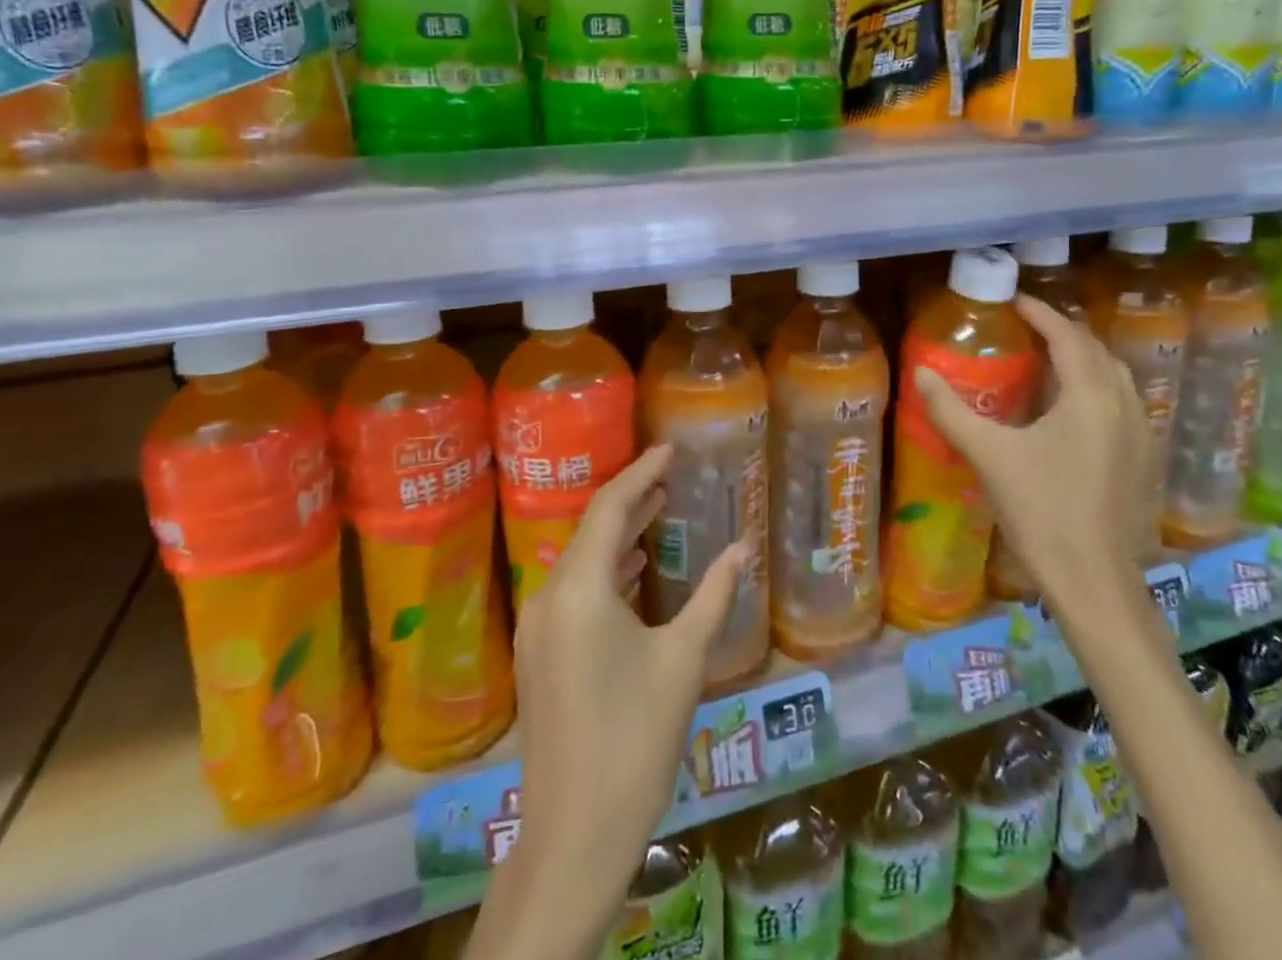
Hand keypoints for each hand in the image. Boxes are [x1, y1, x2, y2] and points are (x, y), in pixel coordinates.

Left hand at [510, 444, 749, 895]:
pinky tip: (634, 570)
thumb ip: (715, 595)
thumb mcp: (684, 660)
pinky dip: (605, 570)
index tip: (670, 448)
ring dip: (618, 534)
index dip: (641, 472)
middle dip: (631, 499)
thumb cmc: (635, 738)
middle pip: (591, 529)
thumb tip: (744, 548)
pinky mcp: (538, 654)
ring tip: (658, 511)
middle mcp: (549, 597)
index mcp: (580, 590)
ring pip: (581, 560)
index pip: (609, 507)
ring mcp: (538, 628)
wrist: (575, 834)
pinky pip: (573, 590)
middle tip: (670, 474)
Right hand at [915, 294, 1154, 614]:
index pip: (1066, 335)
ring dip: (1081, 357)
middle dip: (1061, 331)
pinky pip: (1120, 401)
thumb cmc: (1041, 511)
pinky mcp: (1141, 458)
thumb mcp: (989, 455)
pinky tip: (1069, 407)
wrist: (1093, 581)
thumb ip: (951, 410)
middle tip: (1024, 327)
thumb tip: (920, 373)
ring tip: (1045, 358)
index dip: (1040, 312)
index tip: (1012, 299)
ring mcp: (1139, 432)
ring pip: (1113, 375)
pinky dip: (1094, 385)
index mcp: (1090, 395)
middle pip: (1094, 349)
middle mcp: (1123, 403)